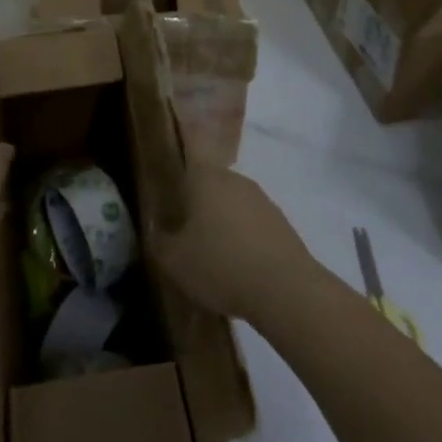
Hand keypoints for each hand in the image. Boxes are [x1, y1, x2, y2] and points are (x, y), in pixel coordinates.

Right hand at [145, 161, 312, 323]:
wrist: (286, 289)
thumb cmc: (220, 264)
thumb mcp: (175, 261)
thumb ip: (159, 241)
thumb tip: (155, 229)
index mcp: (205, 178)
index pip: (189, 152)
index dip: (179, 161)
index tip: (171, 179)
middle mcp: (235, 180)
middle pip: (211, 183)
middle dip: (198, 203)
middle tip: (185, 232)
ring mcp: (262, 200)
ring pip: (233, 205)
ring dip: (223, 223)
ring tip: (212, 256)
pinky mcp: (282, 224)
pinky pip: (254, 226)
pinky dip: (245, 240)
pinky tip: (240, 268)